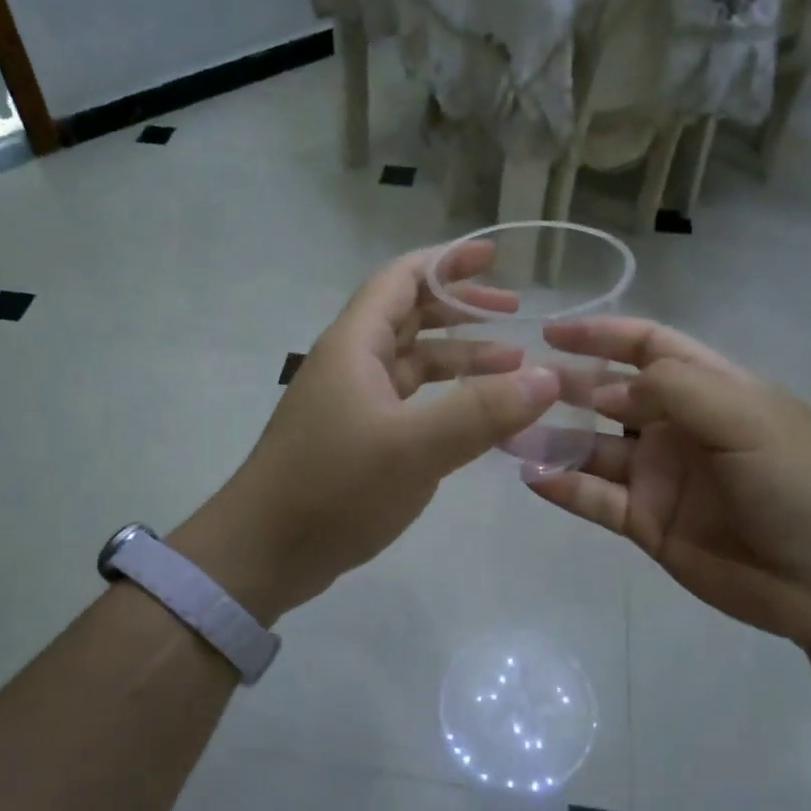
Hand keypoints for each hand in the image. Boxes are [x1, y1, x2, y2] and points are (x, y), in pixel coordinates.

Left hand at [175, 243, 560, 620]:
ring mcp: (350, 404)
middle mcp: (350, 364)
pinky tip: (476, 420)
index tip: (494, 257)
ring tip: (512, 369)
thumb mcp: (414, 448)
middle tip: (514, 315)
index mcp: (355, 346)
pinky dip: (443, 401)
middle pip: (409, 317)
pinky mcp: (354, 440)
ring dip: (458, 360)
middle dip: (461, 310)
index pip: (401, 279)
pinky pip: (407, 403)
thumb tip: (547, 377)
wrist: (263, 552)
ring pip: (411, 364)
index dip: (447, 261)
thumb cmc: (333, 489)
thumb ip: (482, 411)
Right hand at [526, 317, 810, 647]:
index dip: (601, 336)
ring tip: (506, 433)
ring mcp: (659, 477)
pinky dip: (563, 487)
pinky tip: (531, 477)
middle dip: (566, 387)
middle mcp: (677, 428)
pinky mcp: (647, 523)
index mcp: (710, 390)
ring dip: (551, 440)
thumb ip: (675, 390)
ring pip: (593, 450)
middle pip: (609, 397)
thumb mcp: (747, 418)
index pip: (647, 348)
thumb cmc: (803, 484)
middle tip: (516, 384)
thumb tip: (604, 389)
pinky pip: (596, 499)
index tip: (551, 332)